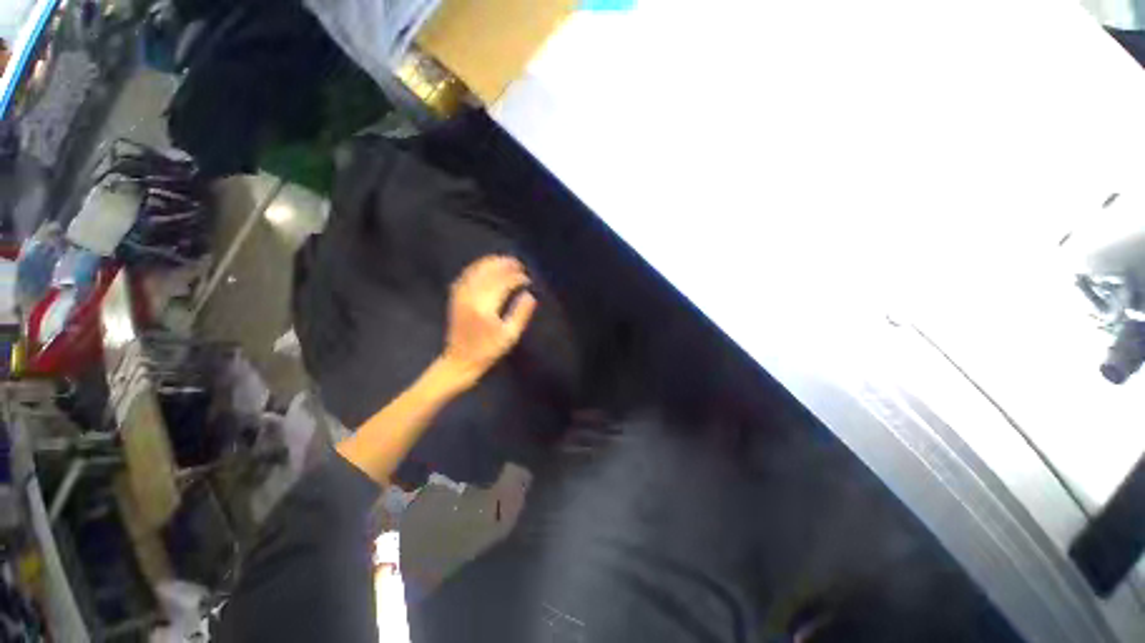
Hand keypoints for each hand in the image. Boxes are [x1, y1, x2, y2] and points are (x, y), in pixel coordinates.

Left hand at [442, 255, 537, 387]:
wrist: (460, 359)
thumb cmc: (488, 350)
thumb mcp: (510, 335)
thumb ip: (521, 313)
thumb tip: (529, 294)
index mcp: (485, 307)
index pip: (503, 283)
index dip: (517, 277)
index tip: (527, 279)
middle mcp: (470, 297)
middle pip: (489, 272)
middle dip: (505, 264)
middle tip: (518, 263)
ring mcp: (460, 295)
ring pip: (476, 270)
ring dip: (491, 262)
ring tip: (506, 260)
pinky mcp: (455, 296)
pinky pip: (466, 274)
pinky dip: (478, 267)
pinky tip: (486, 266)